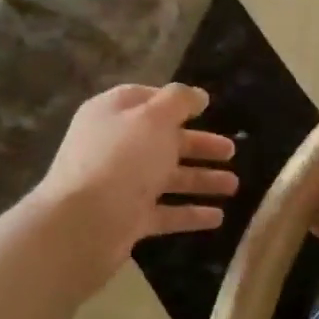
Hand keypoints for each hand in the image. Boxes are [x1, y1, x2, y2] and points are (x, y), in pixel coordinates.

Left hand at [35, 84, 238, 285]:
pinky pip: (165, 213)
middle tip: (231, 150)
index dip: (175, 102)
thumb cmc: (121, 159)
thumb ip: (178, 101)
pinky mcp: (128, 219)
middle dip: (199, 145)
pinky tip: (218, 217)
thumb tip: (197, 95)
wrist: (83, 224)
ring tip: (234, 186)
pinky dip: (190, 214)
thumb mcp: (153, 118)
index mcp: (113, 115)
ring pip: (167, 178)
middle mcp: (115, 147)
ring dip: (202, 180)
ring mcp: (121, 185)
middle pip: (163, 141)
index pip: (145, 100)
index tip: (206, 107)